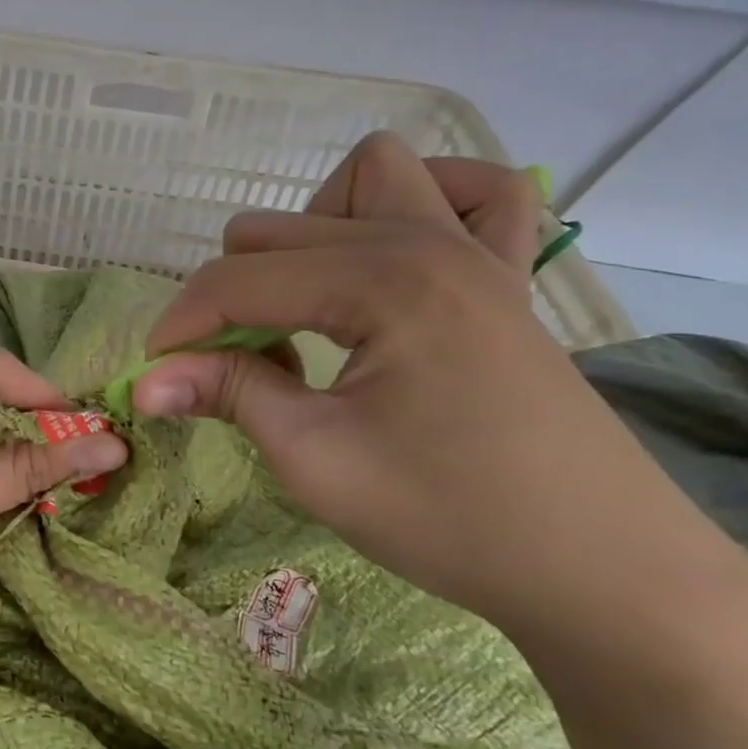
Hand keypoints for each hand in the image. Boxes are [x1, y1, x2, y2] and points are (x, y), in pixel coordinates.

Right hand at [133, 131, 733, 642]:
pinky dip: (423, 202)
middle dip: (232, 293)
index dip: (179, 326)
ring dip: (314, 226)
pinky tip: (395, 255)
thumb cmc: (452, 519)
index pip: (238, 279)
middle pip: (280, 229)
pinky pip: (474, 191)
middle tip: (233, 368)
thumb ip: (227, 394)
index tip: (154, 375)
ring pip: (370, 175)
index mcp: (381, 281)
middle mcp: (427, 241)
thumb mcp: (315, 459)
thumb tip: (143, 382)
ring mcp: (479, 250)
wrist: (604, 573)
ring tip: (306, 303)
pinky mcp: (508, 275)